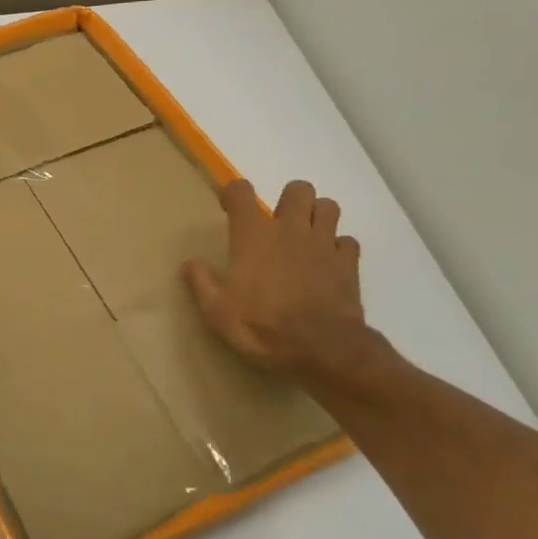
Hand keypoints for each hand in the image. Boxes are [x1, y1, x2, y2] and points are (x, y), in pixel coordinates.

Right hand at [183, 179, 370, 382]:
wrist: (320, 349)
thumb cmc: (261, 326)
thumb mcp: (216, 311)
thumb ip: (201, 283)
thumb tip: (189, 263)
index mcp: (253, 236)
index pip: (240, 192)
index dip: (233, 193)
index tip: (229, 207)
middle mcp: (290, 230)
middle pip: (297, 189)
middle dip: (288, 200)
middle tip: (279, 225)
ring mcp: (324, 244)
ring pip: (328, 207)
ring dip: (317, 216)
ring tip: (306, 238)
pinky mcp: (348, 263)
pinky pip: (347, 242)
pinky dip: (338, 248)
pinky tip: (328, 264)